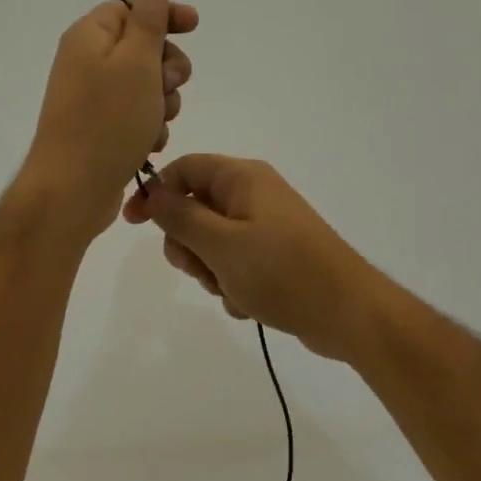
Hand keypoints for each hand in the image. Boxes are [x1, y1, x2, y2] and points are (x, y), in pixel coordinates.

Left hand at [18, 0, 196, 239]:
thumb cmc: (107, 121)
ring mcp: (94, 98)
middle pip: (143, 48)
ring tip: (156, 125)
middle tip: (169, 85)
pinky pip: (137, 115)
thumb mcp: (136, 64)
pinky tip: (149, 145)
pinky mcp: (101, 128)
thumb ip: (148, 24)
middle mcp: (88, 62)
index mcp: (89, 37)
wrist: (73, 189)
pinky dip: (149, 126)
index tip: (194, 27)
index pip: (130, 7)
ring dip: (163, 102)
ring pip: (147, 86)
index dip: (164, 14)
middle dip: (167, 67)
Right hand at [122, 154, 382, 361]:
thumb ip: (181, 217)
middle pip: (195, 208)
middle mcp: (254, 194)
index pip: (184, 169)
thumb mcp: (221, 244)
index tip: (133, 225)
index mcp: (242, 178)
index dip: (155, 193)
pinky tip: (249, 302)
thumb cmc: (281, 271)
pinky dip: (234, 283)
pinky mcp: (276, 254)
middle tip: (203, 269)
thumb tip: (153, 192)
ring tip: (233, 290)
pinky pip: (236, 263)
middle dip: (189, 245)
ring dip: (211, 270)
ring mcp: (267, 226)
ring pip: (213, 242)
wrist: (348, 311)